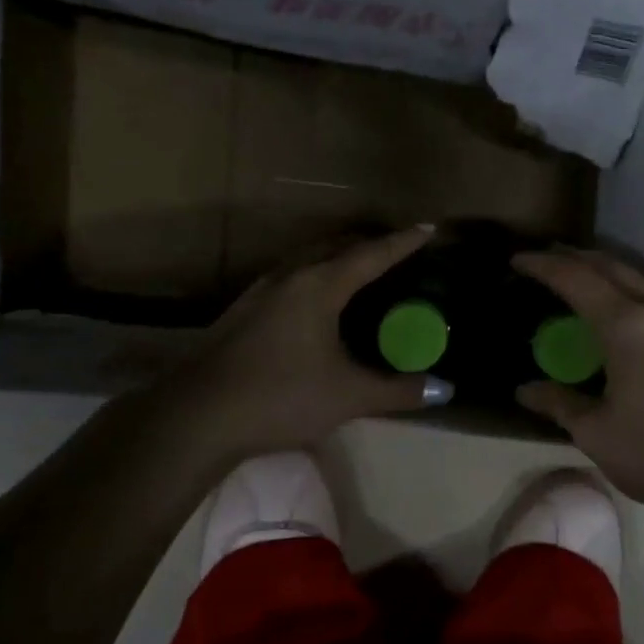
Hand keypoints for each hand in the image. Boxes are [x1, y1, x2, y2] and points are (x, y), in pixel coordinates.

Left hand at [167, 226, 443, 456]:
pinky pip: (289, 279)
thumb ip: (399, 390)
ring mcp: (260, 292)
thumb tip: (445, 390)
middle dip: (368, 244)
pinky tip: (315, 305)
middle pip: (335, 246)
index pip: (371, 255)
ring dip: (336, 258)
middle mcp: (289, 277)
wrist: (198, 416)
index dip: (402, 242)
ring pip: (306, 260)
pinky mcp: (242, 312)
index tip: (428, 228)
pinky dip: (314, 278)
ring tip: (358, 272)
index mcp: (319, 286)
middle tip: (395, 251)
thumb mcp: (348, 396)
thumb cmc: (281, 396)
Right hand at [513, 249, 643, 521]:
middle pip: (609, 266)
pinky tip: (606, 313)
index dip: (543, 266)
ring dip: (598, 272)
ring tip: (567, 282)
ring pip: (633, 278)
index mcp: (629, 327)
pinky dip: (619, 291)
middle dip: (571, 259)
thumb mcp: (597, 433)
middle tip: (539, 264)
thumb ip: (558, 402)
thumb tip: (525, 389)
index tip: (516, 260)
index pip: (577, 279)